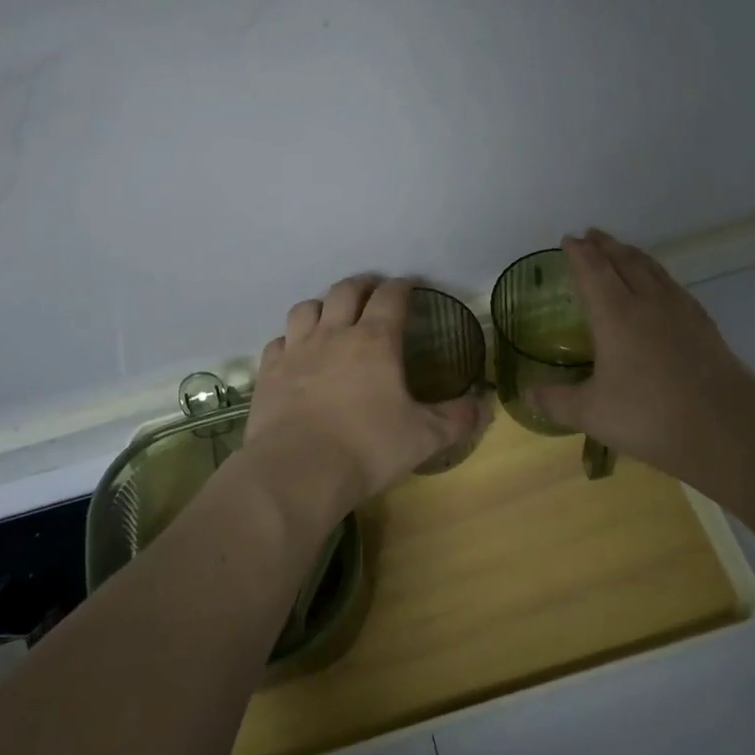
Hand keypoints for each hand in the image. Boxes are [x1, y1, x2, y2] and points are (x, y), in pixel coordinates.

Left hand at [242, 275, 487, 534]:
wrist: (298, 470)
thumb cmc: (367, 448)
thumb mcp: (424, 437)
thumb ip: (457, 418)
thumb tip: (485, 404)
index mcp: (375, 341)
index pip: (390, 297)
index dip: (401, 286)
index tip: (409, 284)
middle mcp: (333, 334)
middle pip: (345, 291)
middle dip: (362, 285)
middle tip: (373, 290)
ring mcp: (296, 350)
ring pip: (306, 308)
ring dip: (322, 304)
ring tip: (330, 313)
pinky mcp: (269, 372)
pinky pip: (278, 341)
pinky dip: (290, 339)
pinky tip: (294, 350)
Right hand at [529, 230, 754, 487]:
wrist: (726, 428)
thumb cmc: (649, 416)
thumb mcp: (590, 413)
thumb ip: (554, 400)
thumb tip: (526, 391)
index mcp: (615, 315)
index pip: (593, 271)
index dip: (579, 253)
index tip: (569, 239)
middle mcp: (647, 302)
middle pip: (624, 261)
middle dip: (605, 245)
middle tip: (592, 235)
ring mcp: (681, 311)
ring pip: (653, 269)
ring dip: (633, 254)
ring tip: (622, 250)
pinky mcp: (704, 325)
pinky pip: (674, 285)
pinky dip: (658, 274)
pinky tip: (661, 286)